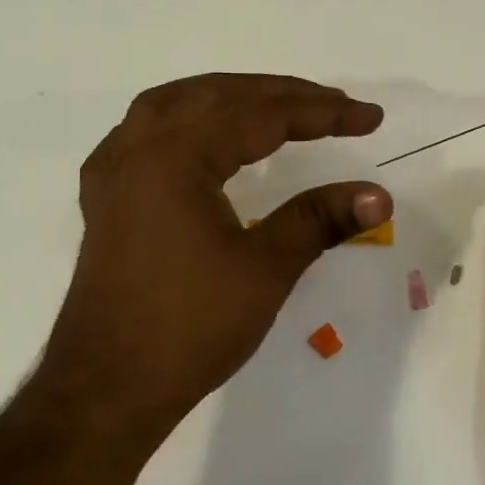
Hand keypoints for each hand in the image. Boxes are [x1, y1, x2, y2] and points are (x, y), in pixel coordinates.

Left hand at [43, 74, 389, 442]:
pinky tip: (203, 136)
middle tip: (334, 106)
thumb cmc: (189, 328)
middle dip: (281, 95)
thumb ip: (319, 220)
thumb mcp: (265, 269)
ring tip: (276, 104)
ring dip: (230, 96)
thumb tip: (378, 195)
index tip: (369, 118)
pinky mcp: (106, 198)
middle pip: (217, 96)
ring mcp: (113, 172)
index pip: (260, 115)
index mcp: (174, 157)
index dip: (321, 113)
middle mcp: (137, 149)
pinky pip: (146, 130)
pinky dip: (187, 118)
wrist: (106, 388)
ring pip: (176, 104)